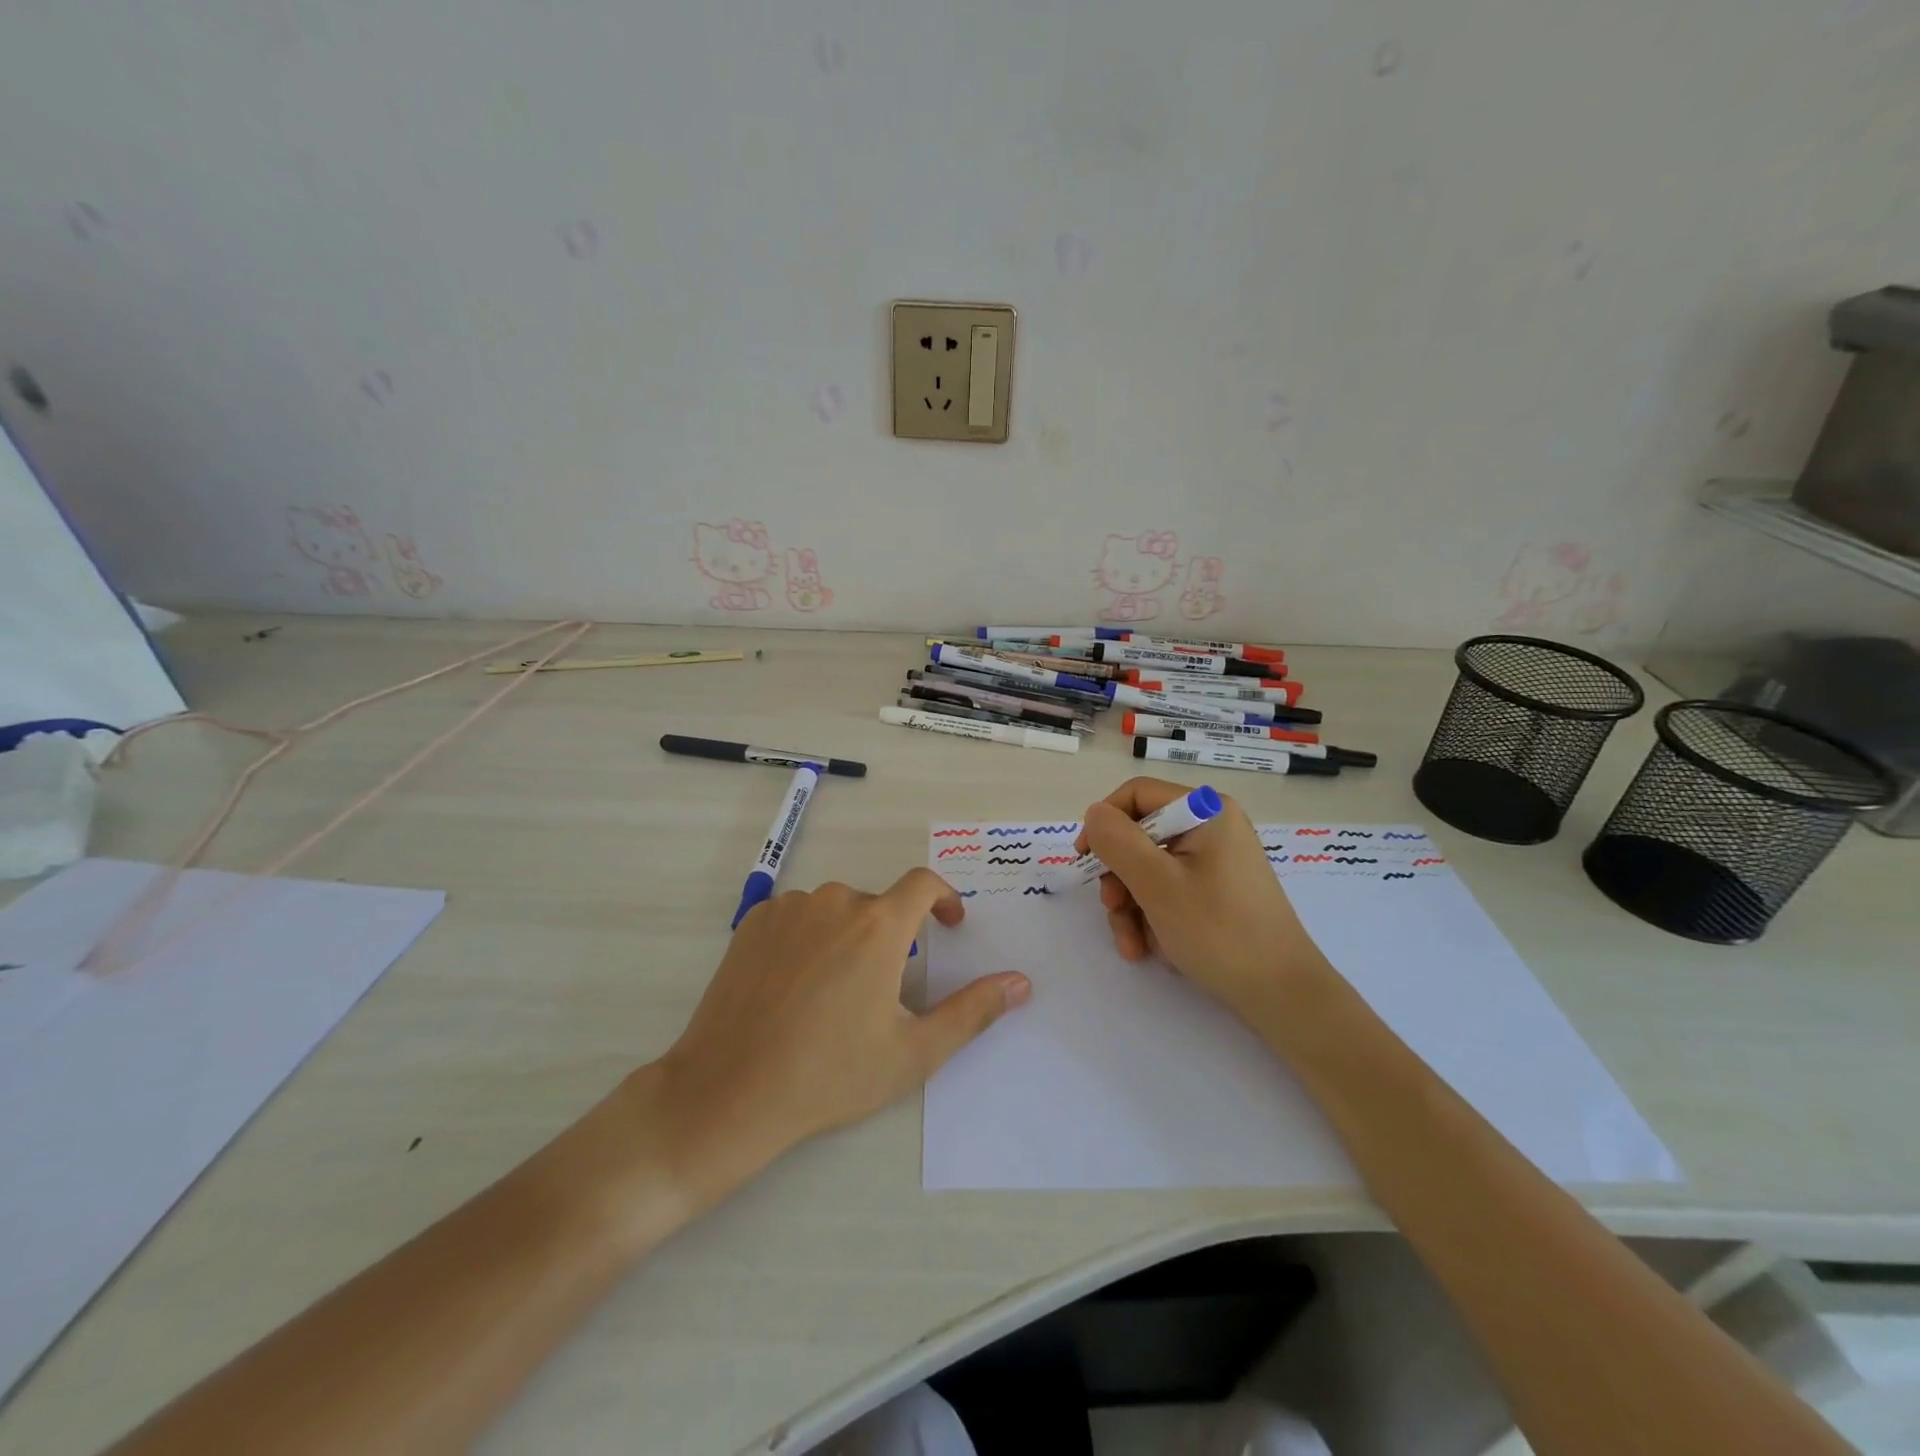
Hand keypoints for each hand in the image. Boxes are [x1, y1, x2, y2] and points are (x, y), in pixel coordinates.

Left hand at [656, 870, 1029, 1200]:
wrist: (728, 1092)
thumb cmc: (830, 1074)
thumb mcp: (913, 1052)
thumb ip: (973, 1010)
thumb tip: (1021, 982)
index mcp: (879, 925)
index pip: (923, 883)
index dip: (944, 897)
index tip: (949, 923)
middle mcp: (835, 900)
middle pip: (878, 905)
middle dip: (891, 938)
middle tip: (881, 994)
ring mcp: (789, 908)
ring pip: (836, 912)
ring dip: (847, 938)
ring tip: (834, 996)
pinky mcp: (752, 922)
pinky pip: (797, 918)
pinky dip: (809, 940)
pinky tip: (795, 988)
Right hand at [1079, 776, 1328, 1022]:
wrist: (1283, 996)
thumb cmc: (1219, 932)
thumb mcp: (1156, 884)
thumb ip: (1117, 841)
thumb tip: (1094, 814)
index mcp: (1206, 811)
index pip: (1136, 795)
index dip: (1104, 823)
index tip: (1085, 860)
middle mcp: (1212, 828)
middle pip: (1140, 837)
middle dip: (1119, 879)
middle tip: (1114, 911)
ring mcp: (1216, 862)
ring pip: (1149, 870)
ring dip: (1131, 908)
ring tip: (1135, 947)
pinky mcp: (1217, 892)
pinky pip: (1169, 892)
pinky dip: (1153, 918)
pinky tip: (1153, 950)